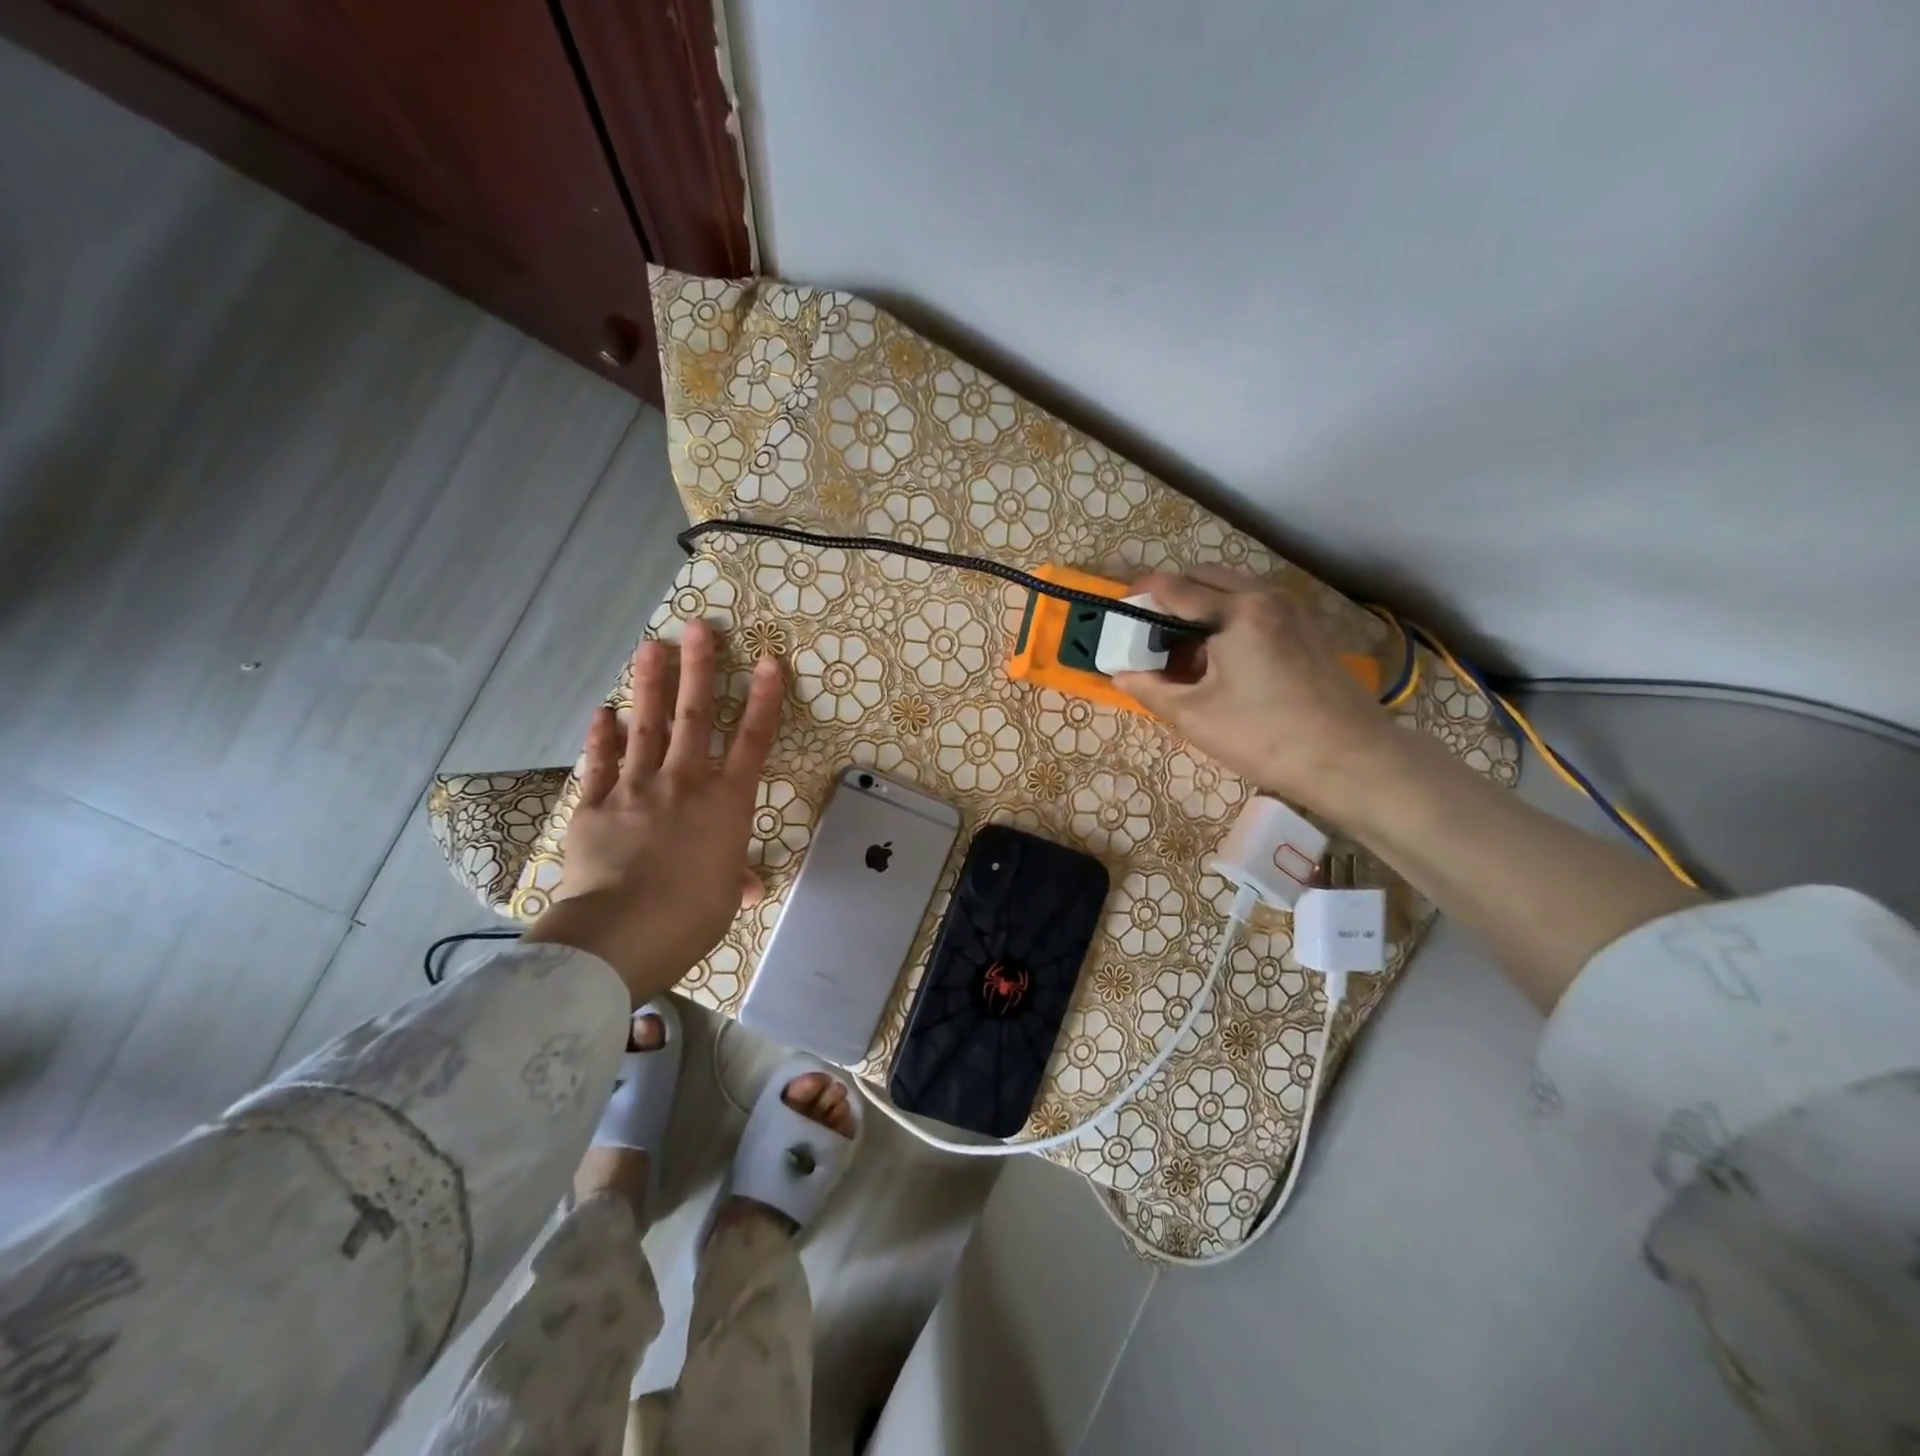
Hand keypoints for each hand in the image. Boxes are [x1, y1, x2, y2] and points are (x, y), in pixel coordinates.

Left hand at [524, 620, 784, 1000]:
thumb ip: (732, 878)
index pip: (753, 741)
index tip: (768, 662)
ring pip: (647, 726)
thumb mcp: (723, 899)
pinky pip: (601, 762)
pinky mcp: (596, 803)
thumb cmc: (691, 916)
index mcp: (727, 803)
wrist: (622, 931)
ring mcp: (637, 787)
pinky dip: (602, 736)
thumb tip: (745, 885)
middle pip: (696, 716)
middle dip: (700, 669)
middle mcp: (685, 782)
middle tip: (698, 627)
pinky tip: (602, 711)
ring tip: (650, 646)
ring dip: (650, 685)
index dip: (765, 700)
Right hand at [1111, 568, 1397, 815]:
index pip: (1175, 589)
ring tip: (1182, 650)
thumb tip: (1119, 676)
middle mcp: (1266, 597)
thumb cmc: (1265, 737)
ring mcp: (1292, 610)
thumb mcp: (1196, 716)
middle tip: (1148, 631)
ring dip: (1200, 607)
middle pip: (1205, 578)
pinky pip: (1255, 606)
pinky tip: (1219, 659)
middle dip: (1171, 596)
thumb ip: (1151, 689)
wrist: (1351, 759)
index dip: (1141, 595)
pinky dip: (1227, 618)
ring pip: (1232, 590)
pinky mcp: (1306, 628)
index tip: (1119, 607)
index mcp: (1237, 612)